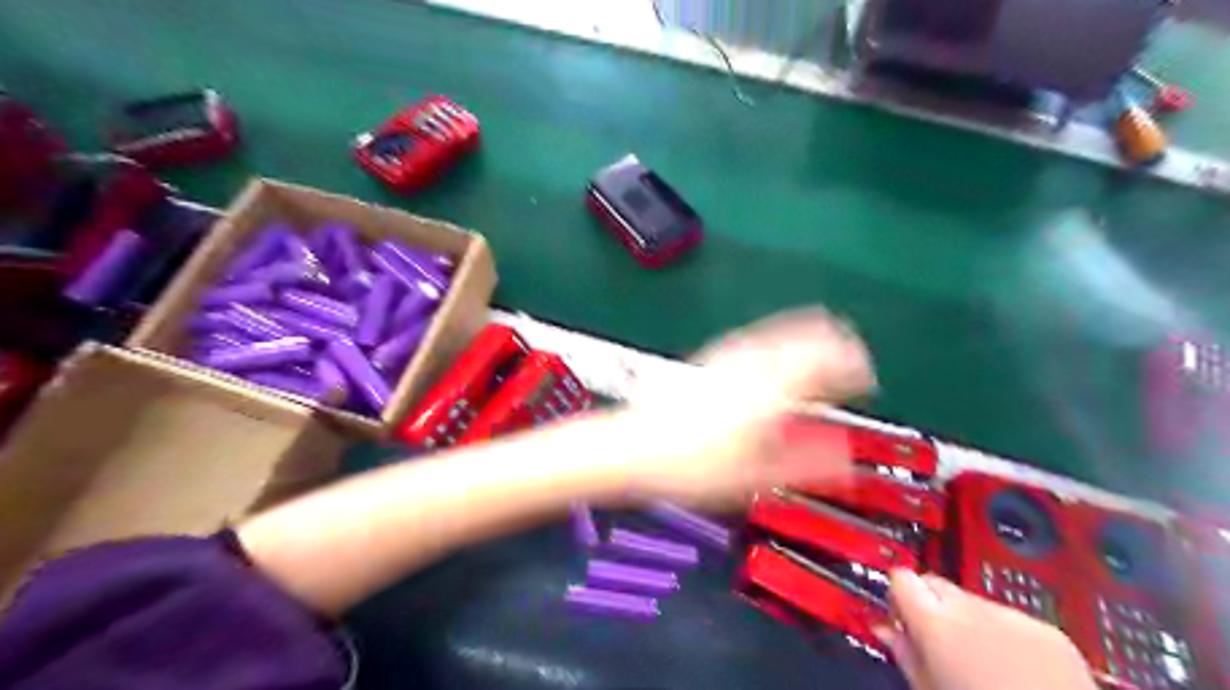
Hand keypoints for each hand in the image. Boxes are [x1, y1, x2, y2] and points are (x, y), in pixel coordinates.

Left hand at [614, 308, 874, 505]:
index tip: (865, 379)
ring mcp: (731, 353)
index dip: (855, 365)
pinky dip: (781, 342)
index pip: (830, 358)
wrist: (635, 447)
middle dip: (836, 346)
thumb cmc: (694, 465)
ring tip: (819, 363)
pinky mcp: (713, 357)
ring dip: (809, 340)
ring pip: (784, 329)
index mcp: (774, 388)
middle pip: (810, 332)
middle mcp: (755, 361)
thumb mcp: (759, 475)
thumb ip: (809, 464)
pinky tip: (777, 362)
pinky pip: (759, 337)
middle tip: (848, 367)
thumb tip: (846, 458)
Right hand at [874, 570, 1094, 689]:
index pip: (901, 577)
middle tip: (934, 640)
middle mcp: (972, 609)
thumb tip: (885, 629)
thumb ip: (903, 653)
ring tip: (980, 661)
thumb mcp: (929, 689)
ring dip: (968, 620)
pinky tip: (1014, 669)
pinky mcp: (1049, 631)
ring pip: (973, 601)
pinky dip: (1006, 636)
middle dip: (929, 603)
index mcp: (935, 623)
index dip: (897, 594)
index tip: (899, 615)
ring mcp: (1013, 617)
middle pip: (935, 582)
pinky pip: (1012, 619)